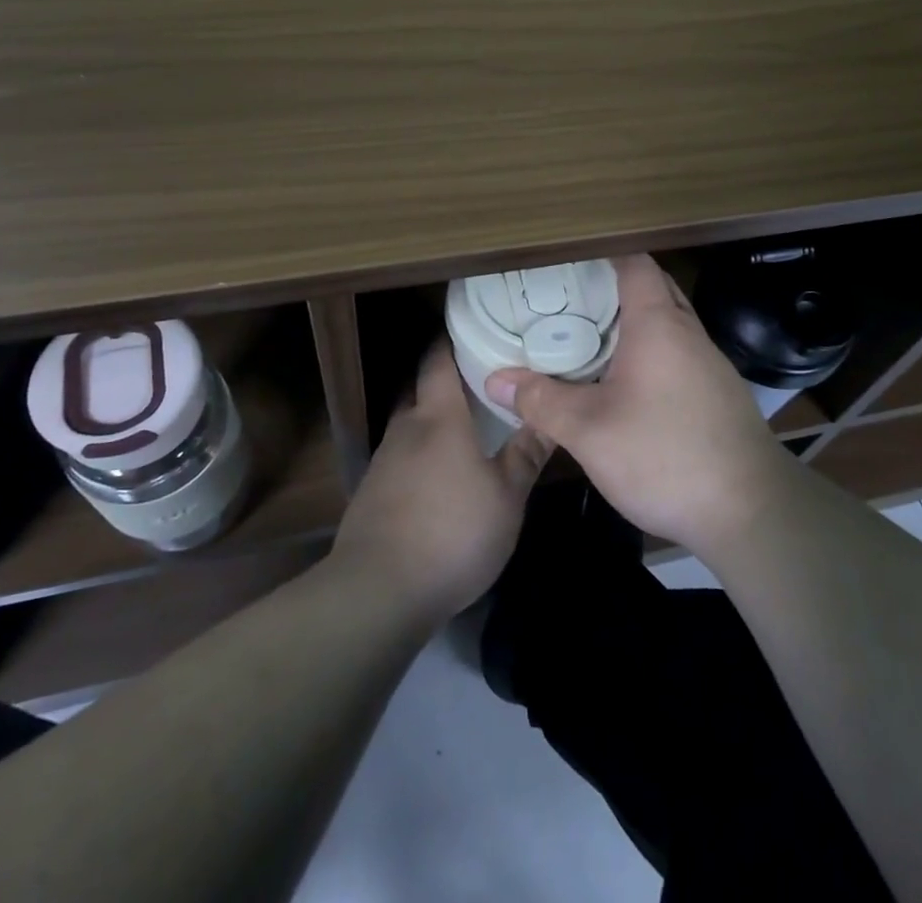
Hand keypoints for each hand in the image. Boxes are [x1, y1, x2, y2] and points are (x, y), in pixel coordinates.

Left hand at [331, 341, 551, 627]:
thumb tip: (550, 415)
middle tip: (479, 381)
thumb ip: (526, 453)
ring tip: (463, 429)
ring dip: (431, 420)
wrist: (378, 590)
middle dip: (444, 380)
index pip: (438, 360)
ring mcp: (383, 461)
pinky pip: (399, 457)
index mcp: (439, 417)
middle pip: (420, 388)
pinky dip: (418, 454)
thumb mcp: (506, 497)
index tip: (473, 330)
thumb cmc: (453, 532)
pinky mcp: (371, 493)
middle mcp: (406, 428)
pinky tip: (437, 477)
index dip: (451, 341)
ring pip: (409, 424)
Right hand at [483, 254, 794, 556]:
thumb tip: (495, 380)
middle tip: (568, 298)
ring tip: (588, 336)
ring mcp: (709, 364)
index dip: (602, 254)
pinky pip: (678, 353)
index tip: (566, 259)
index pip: (634, 263)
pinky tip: (625, 383)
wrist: (751, 512)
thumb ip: (541, 402)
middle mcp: (689, 333)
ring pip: (668, 323)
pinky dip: (650, 351)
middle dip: (613, 286)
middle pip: (653, 288)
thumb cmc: (665, 456)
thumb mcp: (589, 432)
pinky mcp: (718, 394)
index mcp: (659, 325)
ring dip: (633, 322)